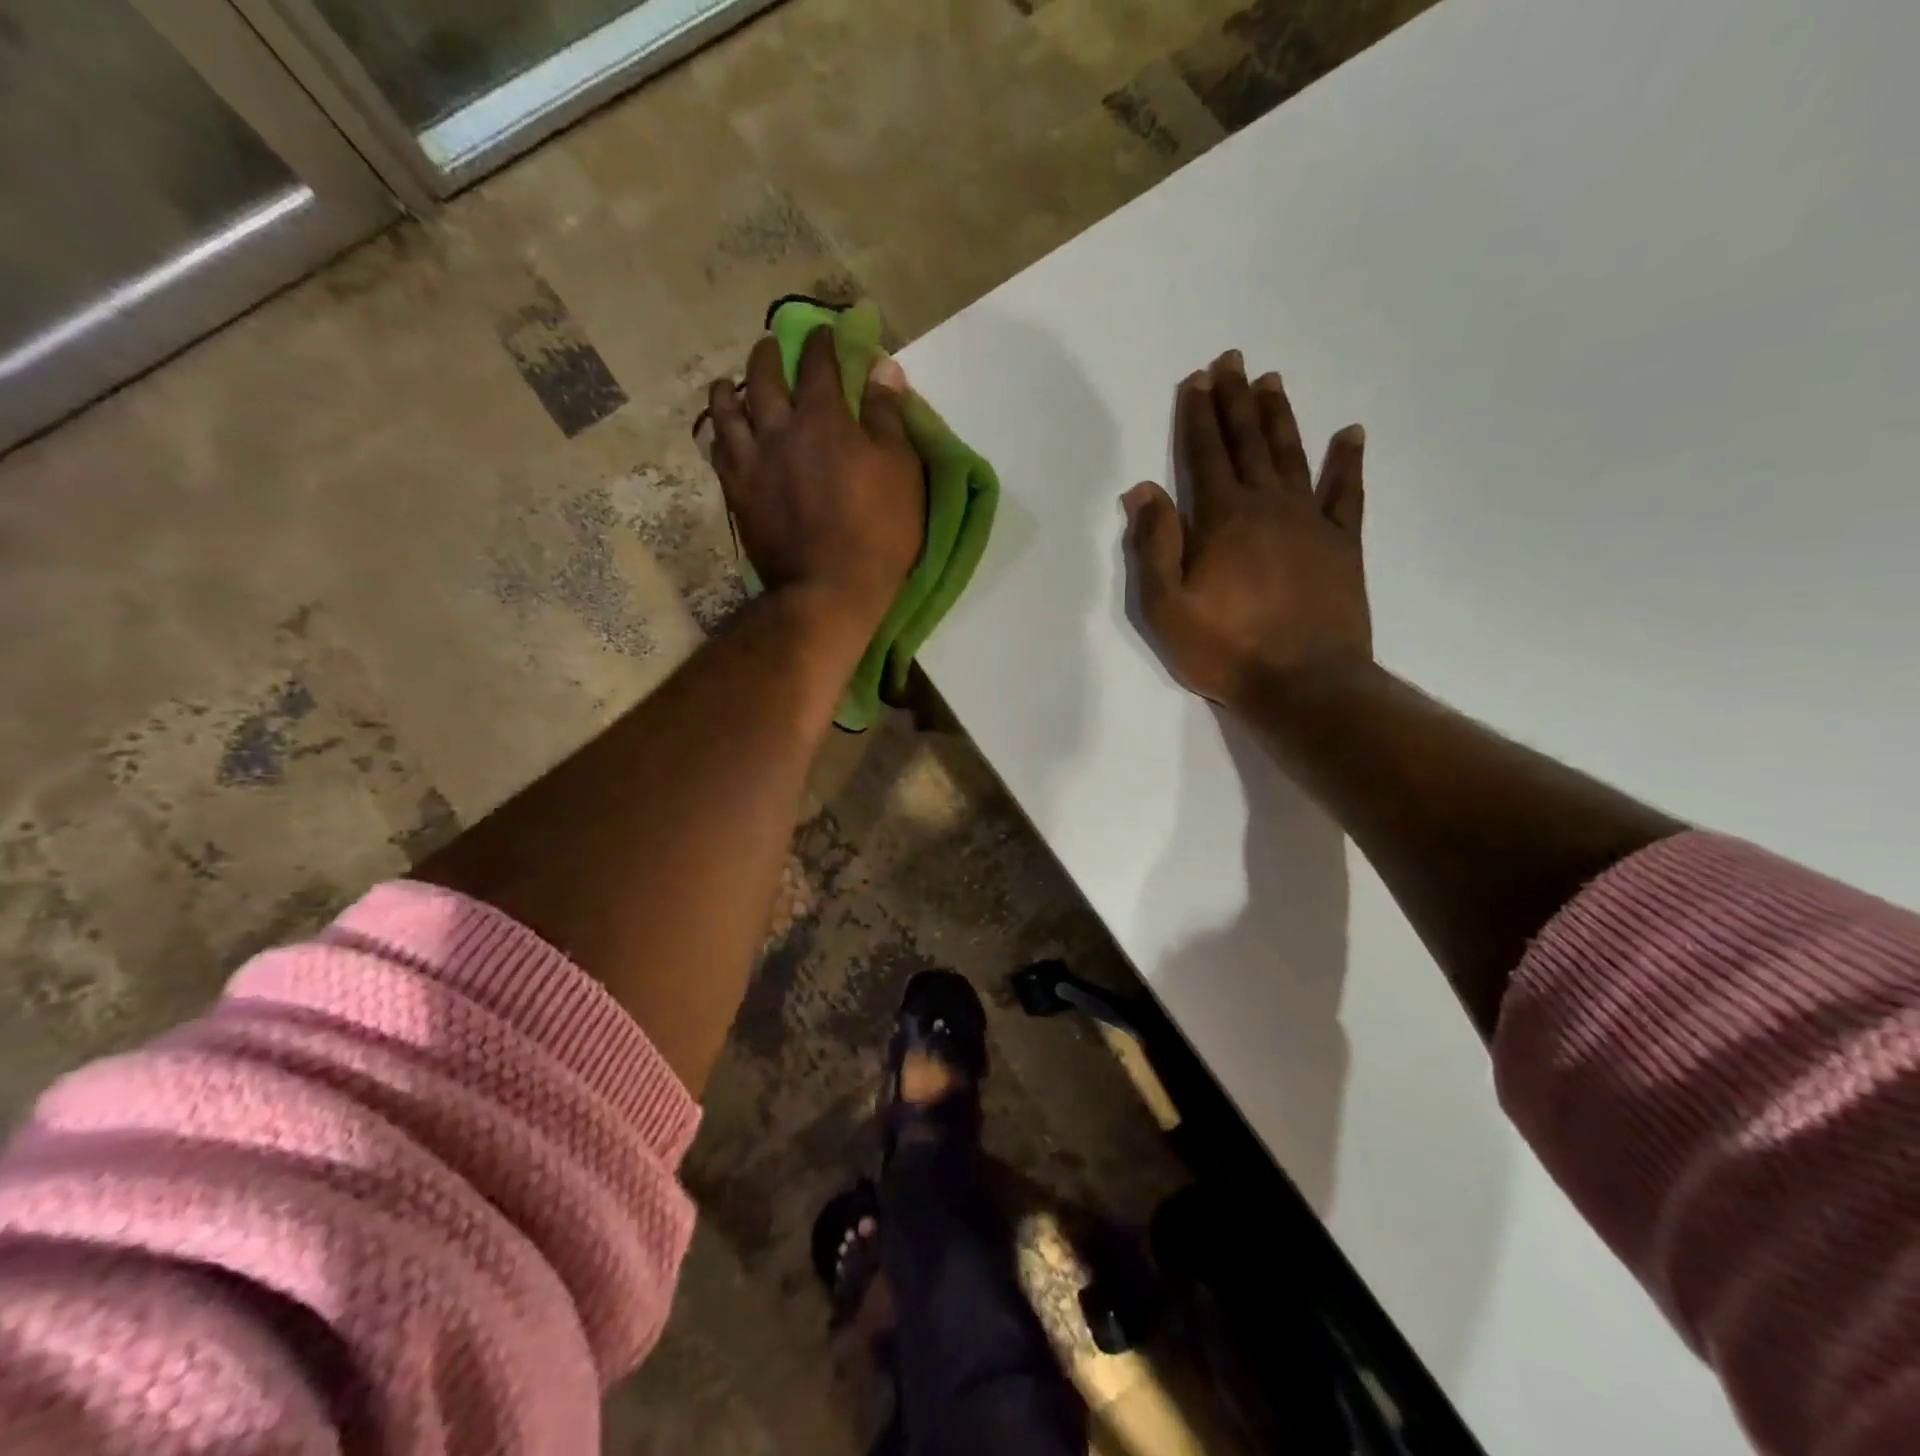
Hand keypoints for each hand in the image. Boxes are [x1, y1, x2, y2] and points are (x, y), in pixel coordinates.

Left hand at [703, 326, 924, 635]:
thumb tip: (883, 367)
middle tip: (772, 348)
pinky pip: (718, 450)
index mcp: (823, 417)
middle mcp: (778, 427)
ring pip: (728, 409)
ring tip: (733, 385)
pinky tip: (723, 432)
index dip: (821, 342)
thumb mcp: (900, 470)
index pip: (818, 362)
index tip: (824, 332)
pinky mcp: (737, 493)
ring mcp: (751, 461)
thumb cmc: (878, 531)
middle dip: (770, 355)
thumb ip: (888, 416)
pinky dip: (719, 433)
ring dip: (732, 389)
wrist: (829, 588)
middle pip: (764, 377)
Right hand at [1123, 350, 1370, 709]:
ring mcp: (1310, 523)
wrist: (1304, 684)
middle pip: (1248, 443)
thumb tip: (1142, 490)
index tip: (1197, 379)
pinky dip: (1347, 462)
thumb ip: (1155, 546)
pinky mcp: (1342, 546)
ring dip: (1279, 417)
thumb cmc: (1226, 649)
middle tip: (1234, 359)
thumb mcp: (1167, 607)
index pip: (1204, 455)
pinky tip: (1349, 434)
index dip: (1198, 415)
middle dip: (1237, 400)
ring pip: (1292, 455)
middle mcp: (1267, 507)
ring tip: (1272, 382)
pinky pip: (1346, 493)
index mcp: (1222, 519)